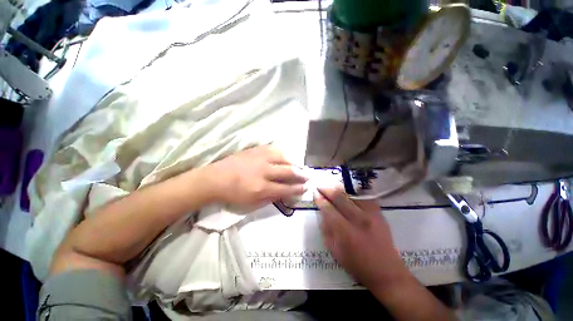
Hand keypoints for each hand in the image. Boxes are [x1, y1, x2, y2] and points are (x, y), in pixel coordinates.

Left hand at [203, 145, 307, 209]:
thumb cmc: (233, 194)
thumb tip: (284, 192)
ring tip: (295, 166)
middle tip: (307, 176)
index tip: (305, 187)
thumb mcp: (252, 202)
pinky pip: (272, 149)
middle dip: (300, 174)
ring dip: (291, 162)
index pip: (285, 188)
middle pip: (287, 171)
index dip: (297, 188)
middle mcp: (263, 171)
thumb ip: (270, 197)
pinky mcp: (254, 150)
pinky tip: (283, 157)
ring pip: (282, 157)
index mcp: (261, 187)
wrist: (215, 179)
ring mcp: (259, 158)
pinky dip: (281, 154)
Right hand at [314, 187, 408, 289]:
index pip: (329, 209)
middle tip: (320, 185)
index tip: (314, 193)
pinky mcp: (379, 213)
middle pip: (339, 198)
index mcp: (346, 232)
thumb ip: (327, 230)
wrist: (387, 272)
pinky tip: (347, 191)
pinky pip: (364, 197)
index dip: (320, 199)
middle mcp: (358, 219)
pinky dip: (353, 192)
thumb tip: (322, 212)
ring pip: (351, 194)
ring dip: (339, 188)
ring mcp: (371, 214)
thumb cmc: (357, 265)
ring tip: (330, 185)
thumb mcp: (335, 251)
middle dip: (327, 189)